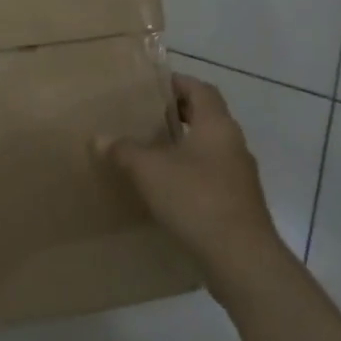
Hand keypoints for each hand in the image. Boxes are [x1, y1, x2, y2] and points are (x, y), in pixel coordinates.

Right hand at [98, 75, 284, 280]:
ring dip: (181, 144)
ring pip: (208, 147)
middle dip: (176, 113)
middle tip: (143, 116)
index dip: (177, 82)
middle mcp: (233, 144)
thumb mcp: (148, 170)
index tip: (150, 85)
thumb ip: (123, 150)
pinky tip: (164, 186)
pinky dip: (188, 171)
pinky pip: (209, 174)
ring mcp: (238, 175)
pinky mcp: (237, 202)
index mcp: (217, 126)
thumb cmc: (195, 199)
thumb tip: (99, 138)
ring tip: (148, 150)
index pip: (201, 89)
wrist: (240, 258)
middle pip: (206, 117)